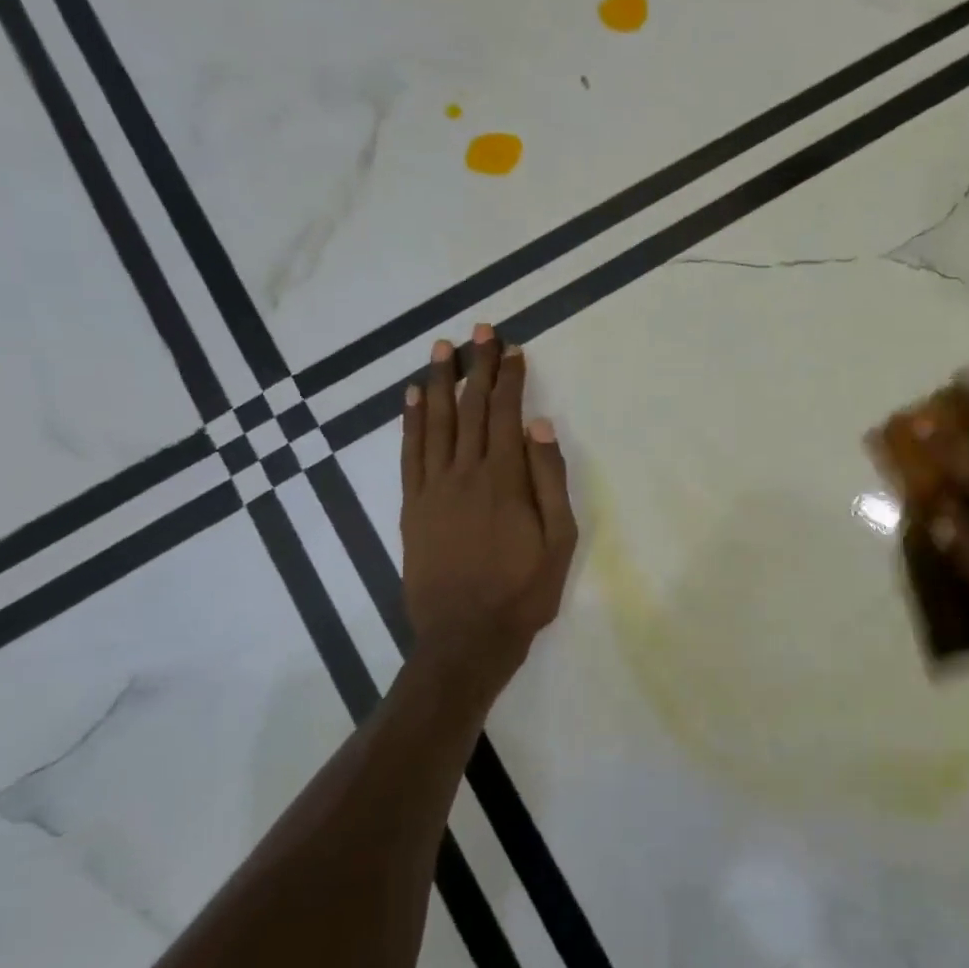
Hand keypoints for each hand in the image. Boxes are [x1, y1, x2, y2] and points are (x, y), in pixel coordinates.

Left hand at [400, 325, 577, 699]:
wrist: (465, 637)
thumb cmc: (523, 591)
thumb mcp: (559, 540)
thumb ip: (549, 480)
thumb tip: (541, 426)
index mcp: (504, 480)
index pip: (505, 414)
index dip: (509, 378)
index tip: (511, 347)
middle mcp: (465, 474)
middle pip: (470, 408)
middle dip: (477, 366)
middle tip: (479, 329)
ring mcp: (432, 488)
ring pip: (434, 422)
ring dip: (439, 382)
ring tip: (442, 348)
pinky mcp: (412, 507)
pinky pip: (409, 454)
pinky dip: (409, 421)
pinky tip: (411, 397)